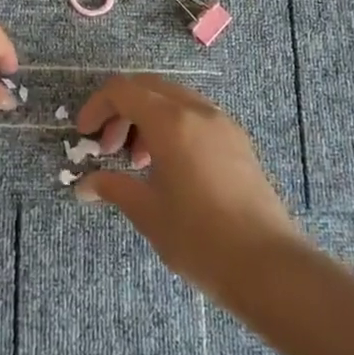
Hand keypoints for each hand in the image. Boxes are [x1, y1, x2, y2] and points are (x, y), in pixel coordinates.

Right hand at [74, 74, 304, 303]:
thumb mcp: (148, 212)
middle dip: (121, 111)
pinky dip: (172, 126)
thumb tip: (84, 186)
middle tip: (107, 148)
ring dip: (146, 118)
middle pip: (147, 88)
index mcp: (170, 121)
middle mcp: (197, 110)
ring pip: (173, 100)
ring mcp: (222, 123)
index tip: (84, 135)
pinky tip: (169, 167)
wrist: (269, 267)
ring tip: (138, 162)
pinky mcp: (238, 141)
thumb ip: (113, 188)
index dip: (97, 106)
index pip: (122, 91)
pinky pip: (195, 116)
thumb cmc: (200, 238)